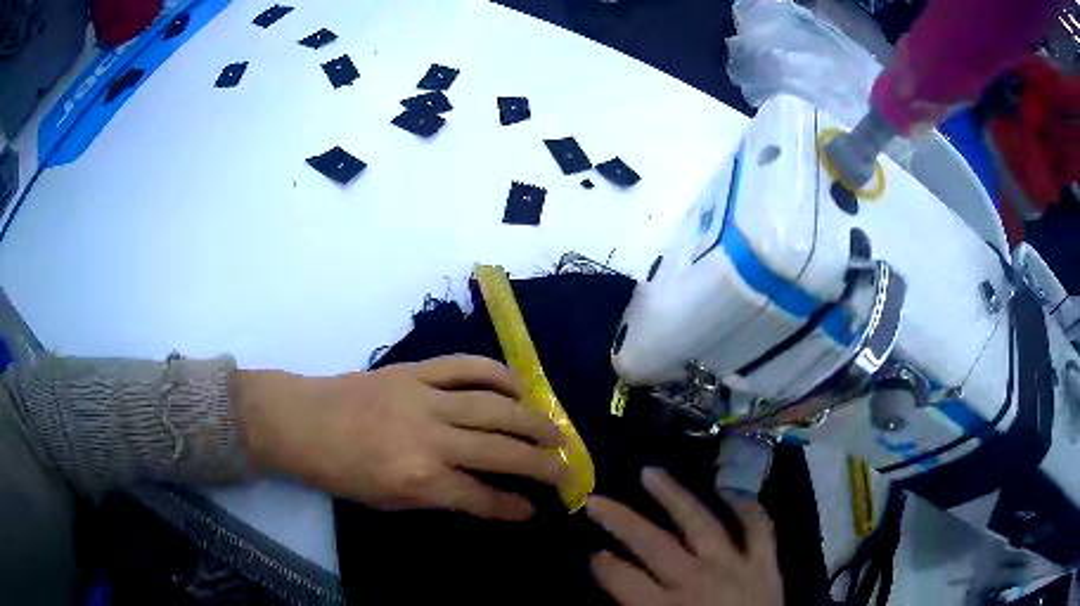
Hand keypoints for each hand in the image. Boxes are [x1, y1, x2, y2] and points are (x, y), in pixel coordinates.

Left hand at [237, 355, 564, 520]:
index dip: (515, 507)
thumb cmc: (341, 471)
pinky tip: (520, 387)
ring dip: (534, 419)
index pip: (483, 497)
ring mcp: (425, 398)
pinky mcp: (415, 370)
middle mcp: (431, 438)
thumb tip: (484, 494)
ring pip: (496, 406)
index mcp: (419, 479)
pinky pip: (467, 366)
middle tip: (568, 470)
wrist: (302, 421)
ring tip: (557, 432)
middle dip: (544, 464)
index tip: (536, 509)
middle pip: (503, 450)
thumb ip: (439, 496)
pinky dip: (500, 374)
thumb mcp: (389, 501)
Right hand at [586, 468, 782, 605]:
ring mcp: (735, 566)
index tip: (592, 554)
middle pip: (653, 544)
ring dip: (674, 496)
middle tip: (596, 501)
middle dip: (620, 520)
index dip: (602, 564)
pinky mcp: (766, 563)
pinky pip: (758, 527)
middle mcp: (698, 581)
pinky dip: (747, 506)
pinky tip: (729, 490)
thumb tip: (616, 582)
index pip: (623, 579)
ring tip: (650, 472)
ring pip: (701, 523)